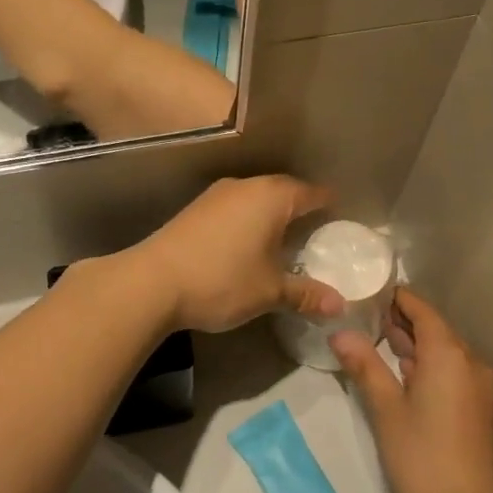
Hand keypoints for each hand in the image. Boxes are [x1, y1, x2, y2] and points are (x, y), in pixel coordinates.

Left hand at [131, 176, 345, 332]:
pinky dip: (248, 220)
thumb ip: (306, 295)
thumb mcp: (270, 292)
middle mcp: (246, 186)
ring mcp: (217, 195)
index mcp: (272, 197)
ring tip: (284, 238)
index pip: (311, 193)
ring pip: (256, 197)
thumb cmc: (222, 280)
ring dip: (271, 213)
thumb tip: (340, 306)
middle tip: (316, 229)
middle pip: (283, 190)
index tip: (340, 215)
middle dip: (300, 207)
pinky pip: (235, 207)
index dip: (328, 204)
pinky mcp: (196, 208)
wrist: (152, 282)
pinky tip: (247, 243)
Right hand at [332, 287, 492, 492]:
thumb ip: (364, 365)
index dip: (398, 299)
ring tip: (381, 342)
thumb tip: (339, 333)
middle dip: (404, 323)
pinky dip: (430, 365)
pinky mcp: (480, 407)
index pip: (422, 310)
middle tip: (368, 317)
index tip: (371, 293)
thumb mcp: (385, 407)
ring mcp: (480, 385)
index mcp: (448, 353)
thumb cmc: (420, 454)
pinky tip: (407, 375)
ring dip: (416, 345)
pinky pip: (453, 371)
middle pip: (435, 329)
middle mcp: (470, 361)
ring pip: (445, 352)